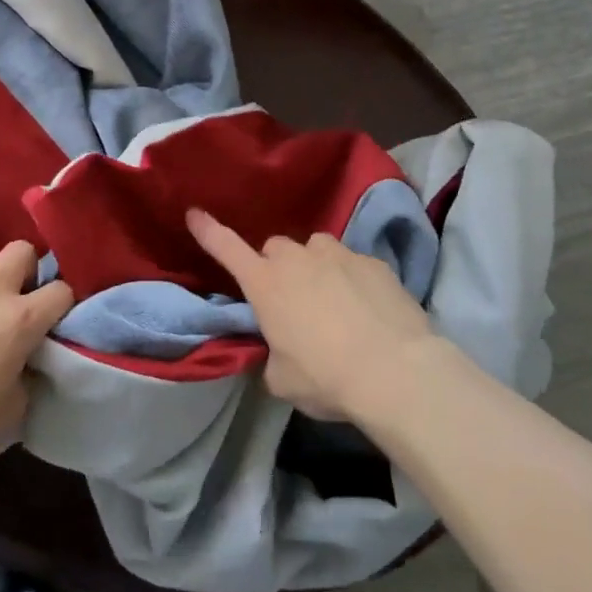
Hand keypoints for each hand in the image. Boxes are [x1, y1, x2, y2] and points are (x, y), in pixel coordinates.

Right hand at [187, 208, 452, 424]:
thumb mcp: (282, 379)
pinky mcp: (374, 262)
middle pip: (276, 247)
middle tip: (289, 297)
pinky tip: (366, 307)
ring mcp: (338, 255)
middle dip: (277, 266)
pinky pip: (352, 262)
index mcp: (265, 284)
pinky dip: (351, 278)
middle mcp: (298, 259)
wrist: (396, 371)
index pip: (226, 248)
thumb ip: (272, 356)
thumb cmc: (326, 377)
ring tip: (331, 298)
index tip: (194, 213)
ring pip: (316, 248)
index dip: (208, 231)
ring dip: (315, 266)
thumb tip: (280, 351)